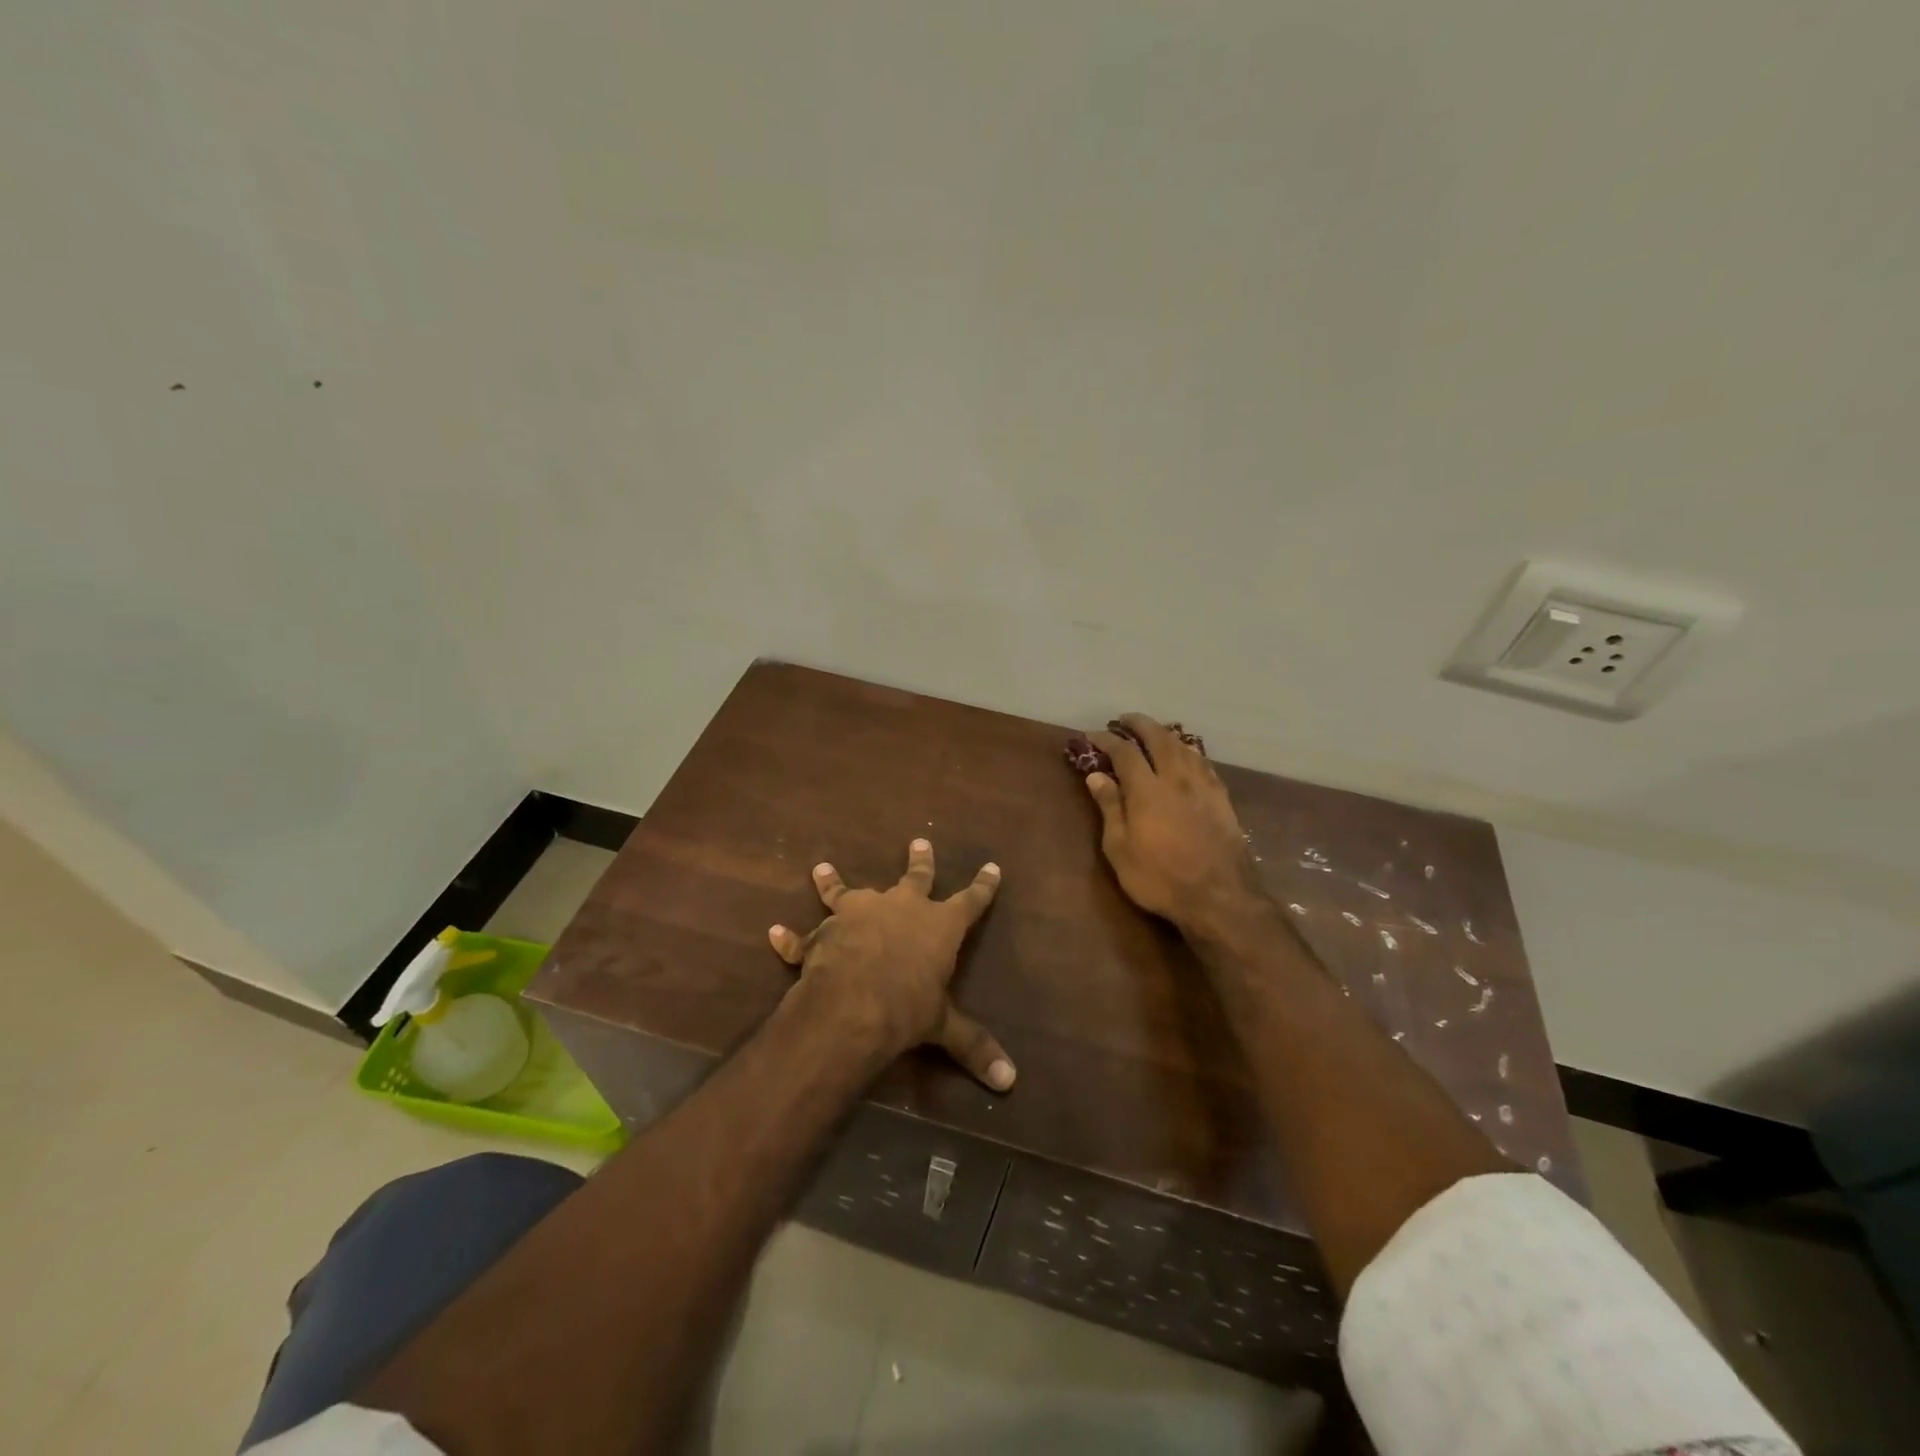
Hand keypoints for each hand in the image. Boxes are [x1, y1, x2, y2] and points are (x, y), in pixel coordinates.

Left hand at [768, 839, 1014, 1090]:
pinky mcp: (824, 932)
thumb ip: (974, 1047)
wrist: (852, 1004)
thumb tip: (1010, 1081)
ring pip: (846, 891)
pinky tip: (775, 932)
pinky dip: (789, 937)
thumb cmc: (908, 1007)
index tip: (992, 866)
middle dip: (920, 861)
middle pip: (916, 878)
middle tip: (919, 841)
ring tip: (820, 868)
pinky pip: (803, 936)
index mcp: (939, 925)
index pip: (970, 901)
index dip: (983, 886)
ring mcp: (859, 913)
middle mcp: (901, 907)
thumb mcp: (944, 1027)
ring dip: (832, 881)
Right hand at [1082, 713, 1265, 938]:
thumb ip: (1110, 808)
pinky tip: (1187, 756)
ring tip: (1154, 732)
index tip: (1092, 735)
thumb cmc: (1160, 878)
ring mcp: (1203, 787)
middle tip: (1125, 719)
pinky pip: (1204, 763)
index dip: (1107, 739)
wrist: (1220, 897)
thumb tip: (1096, 775)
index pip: (1124, 752)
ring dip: (1166, 734)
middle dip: (1140, 724)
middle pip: (1159, 738)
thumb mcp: (1120, 849)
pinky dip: (1189, 751)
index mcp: (1147, 790)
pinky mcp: (1222, 799)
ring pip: (1185, 747)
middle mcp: (1176, 779)